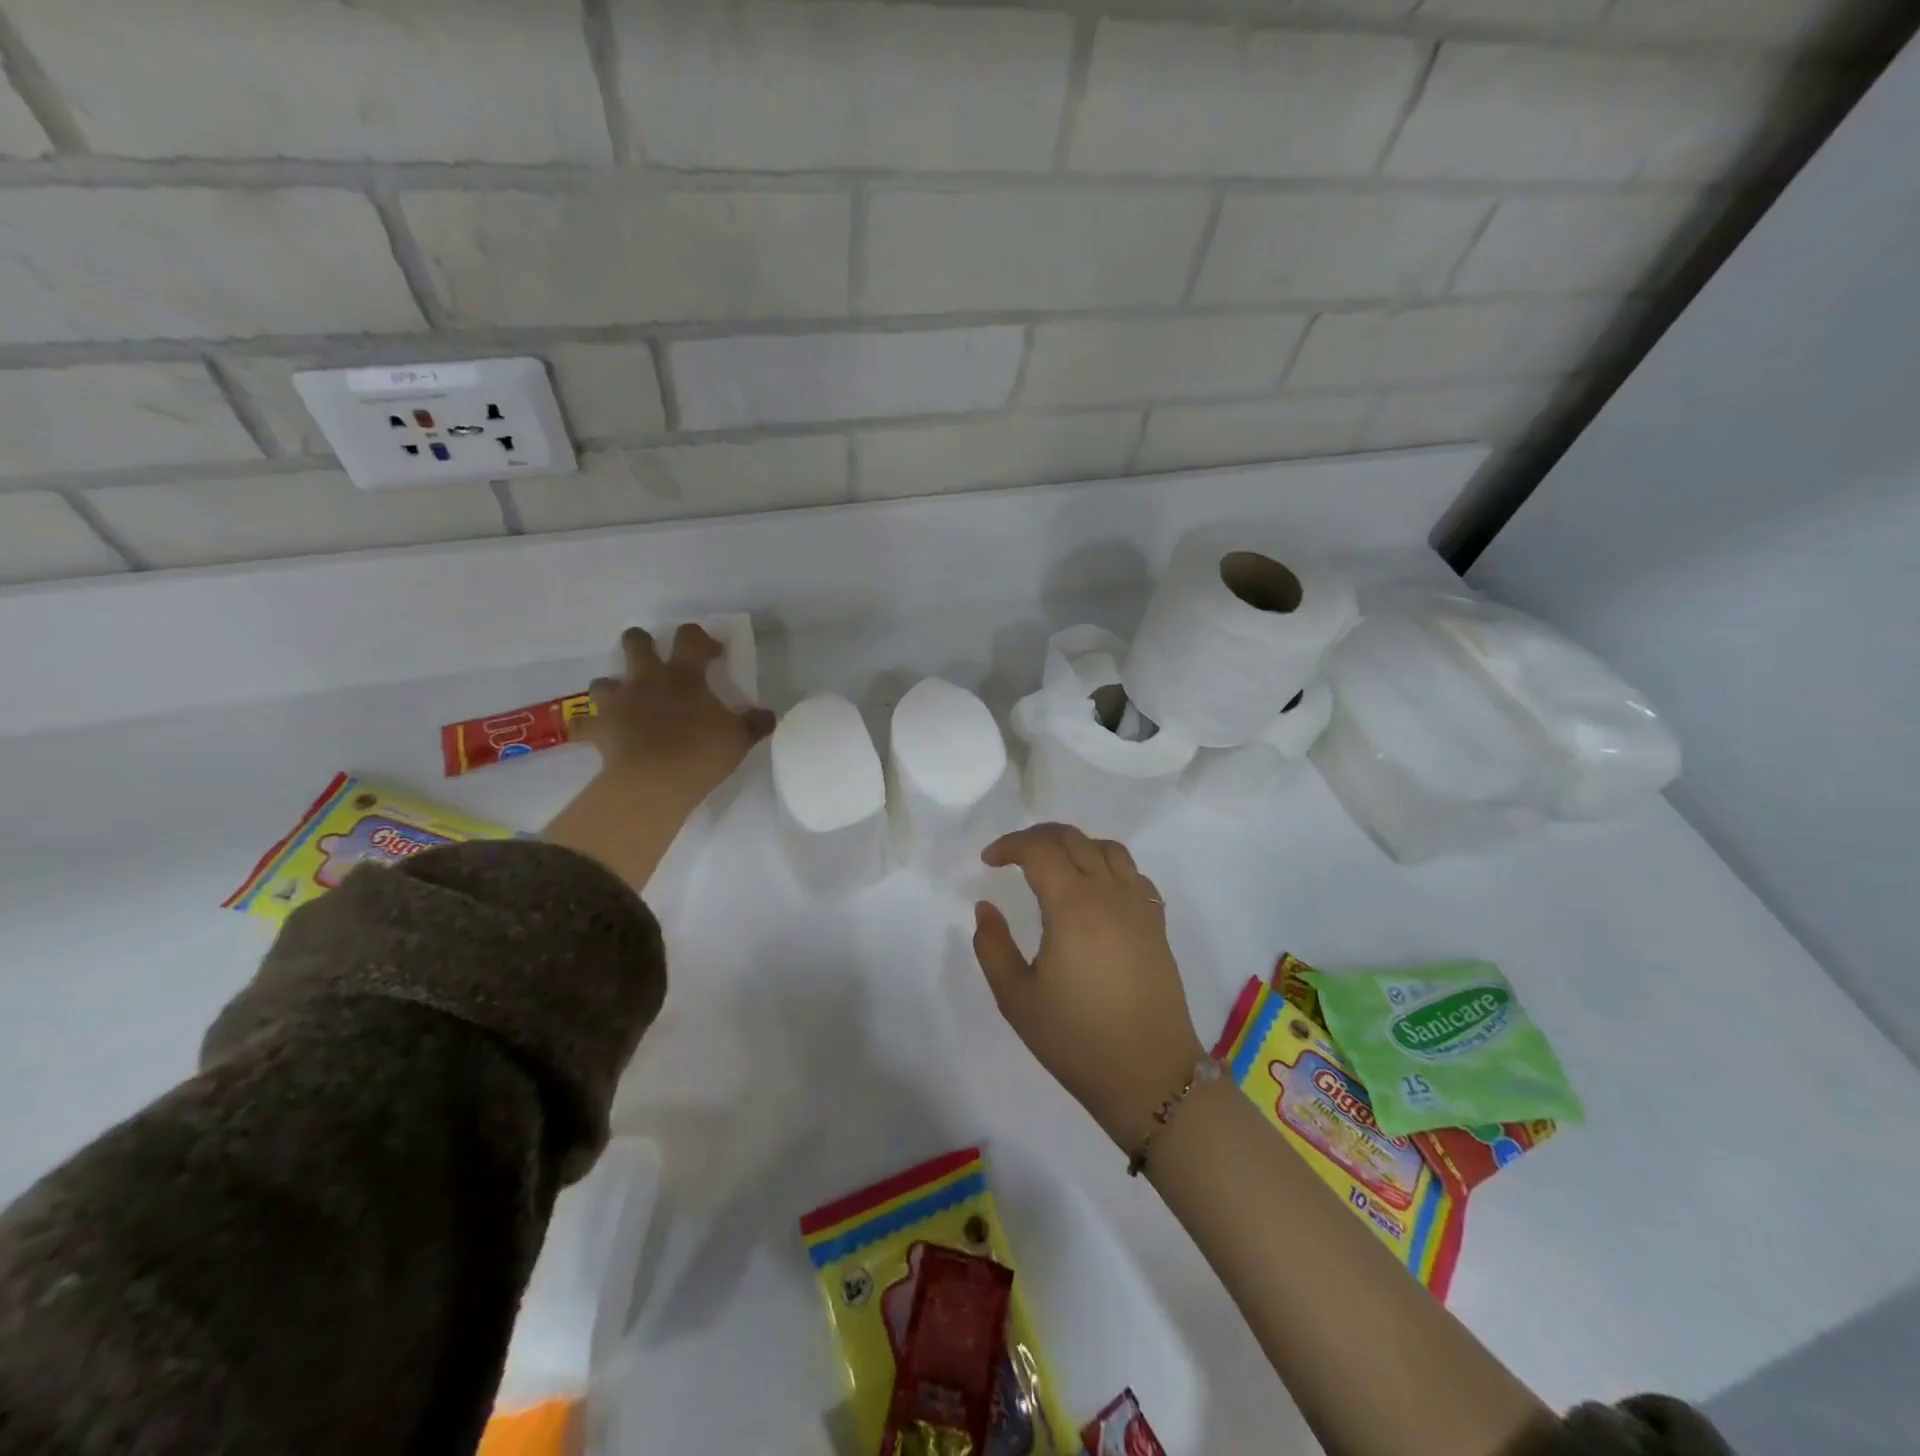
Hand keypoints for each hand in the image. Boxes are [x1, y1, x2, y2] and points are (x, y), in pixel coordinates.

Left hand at [580, 624, 774, 810]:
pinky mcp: (598, 730)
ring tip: (625, 702)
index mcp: (684, 675)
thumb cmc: (702, 752)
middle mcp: (648, 680)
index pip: (690, 638)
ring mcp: (618, 703)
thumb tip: (769, 715)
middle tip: (656, 661)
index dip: (702, 639)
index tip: (714, 654)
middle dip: (643, 644)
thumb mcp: (740, 738)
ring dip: (613, 687)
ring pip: (603, 681)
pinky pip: (583, 726)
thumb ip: (754, 723)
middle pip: (636, 642)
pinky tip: (596, 735)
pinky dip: (588, 729)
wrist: (655, 781)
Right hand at [971, 824, 1206, 1151]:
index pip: (1040, 850)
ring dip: (1075, 845)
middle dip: (1038, 837)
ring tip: (1053, 865)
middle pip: (1073, 839)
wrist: (1149, 1075)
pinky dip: (1107, 864)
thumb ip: (993, 946)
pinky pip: (1133, 873)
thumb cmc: (1076, 1039)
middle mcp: (1109, 893)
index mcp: (1072, 906)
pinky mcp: (1157, 923)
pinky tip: (1094, 890)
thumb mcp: (1016, 998)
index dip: (1009, 845)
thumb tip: (986, 907)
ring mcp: (1139, 905)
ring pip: (1108, 848)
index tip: (988, 861)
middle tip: (1013, 855)